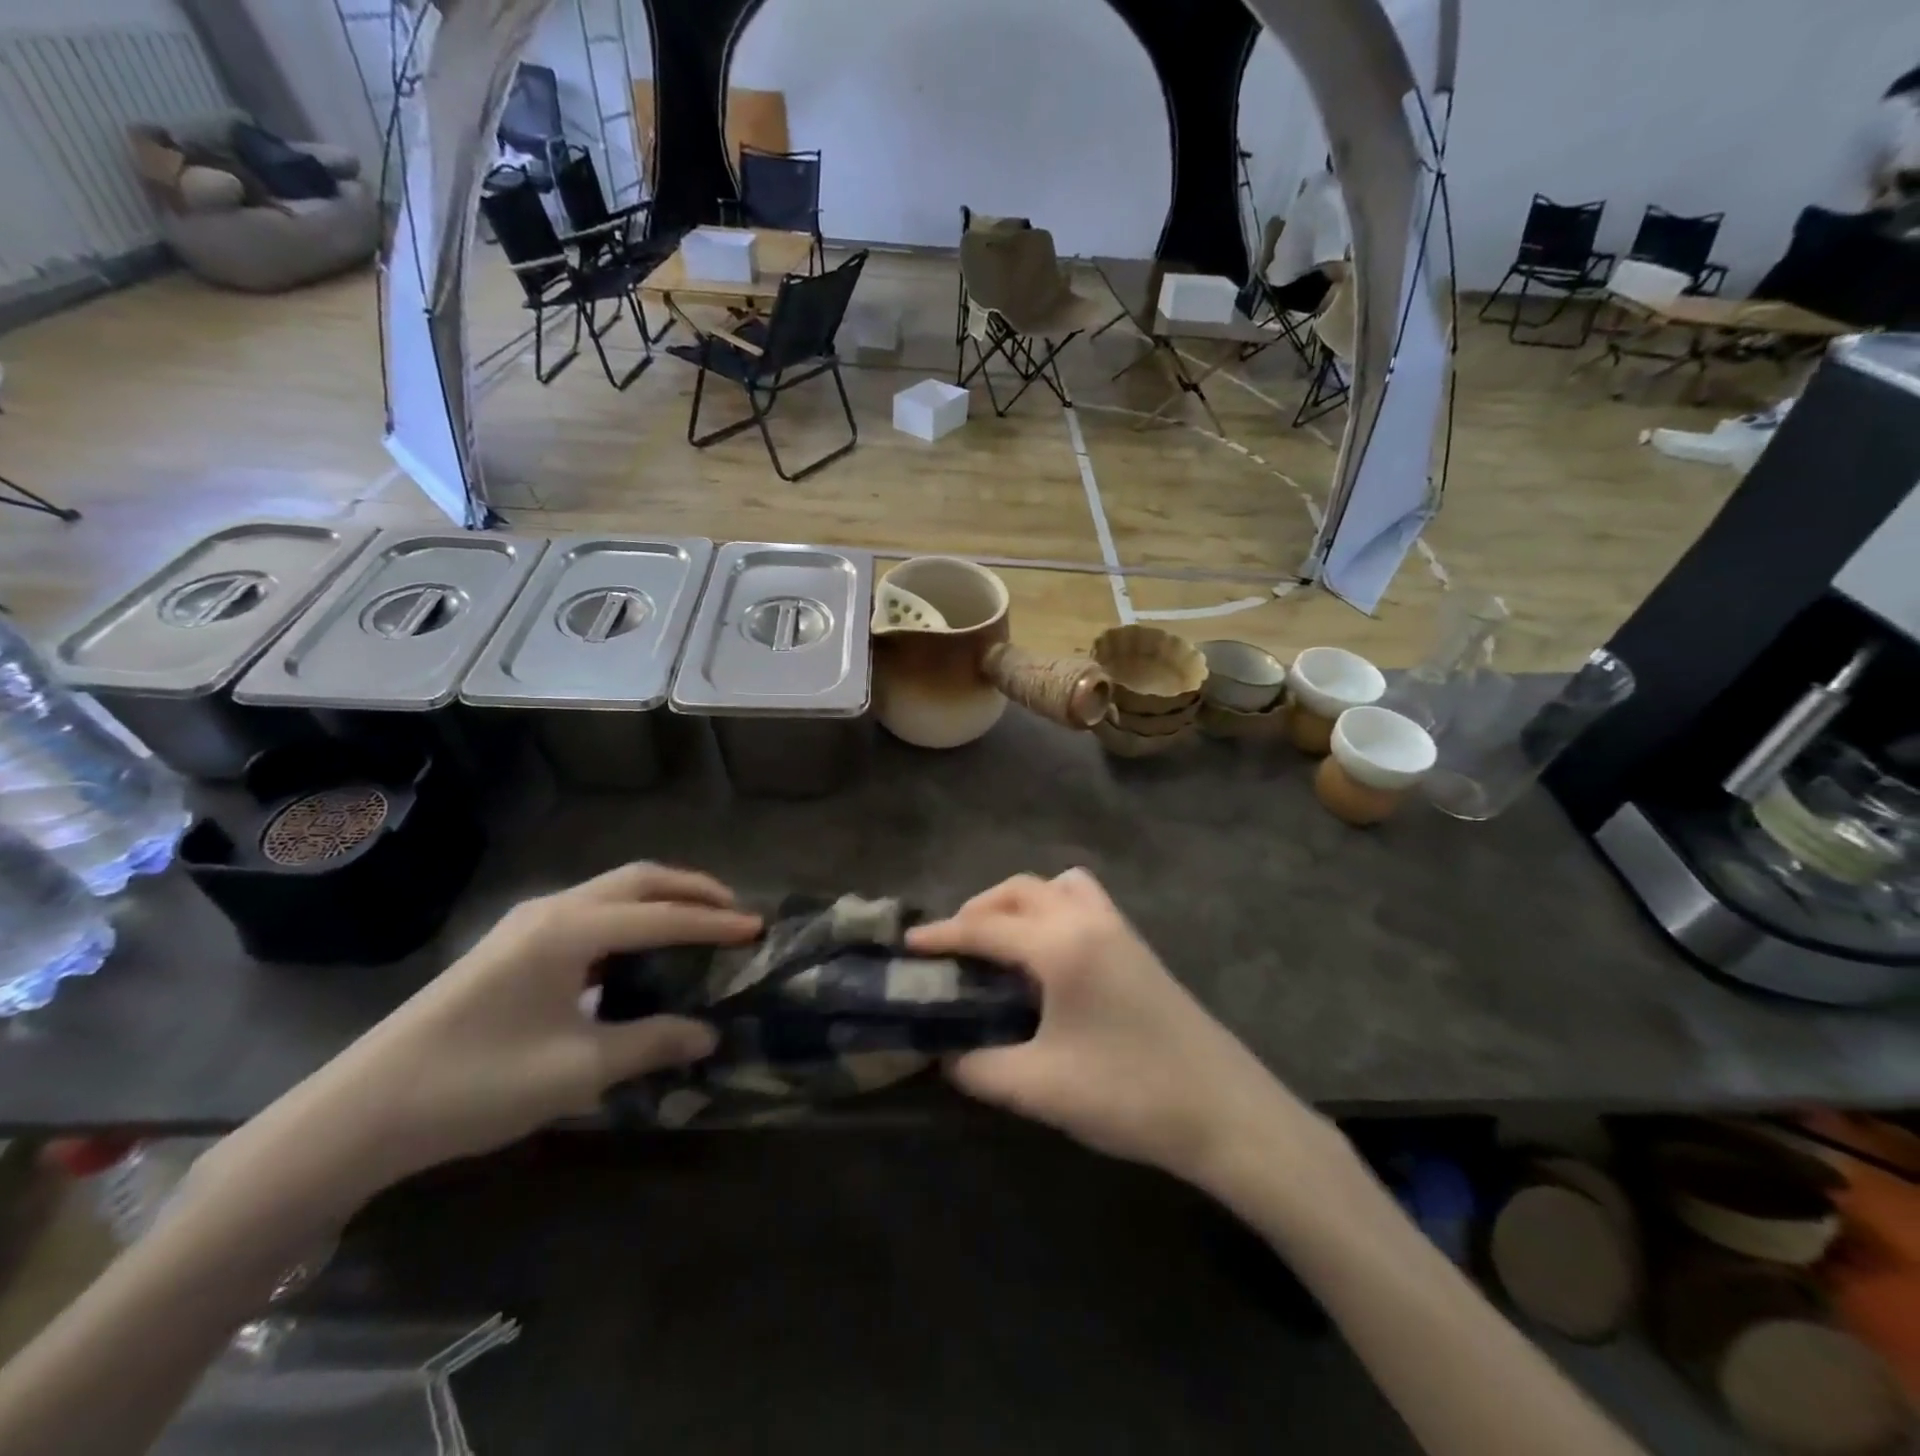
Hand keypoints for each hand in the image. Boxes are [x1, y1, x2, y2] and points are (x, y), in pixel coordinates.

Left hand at [208, 865, 760, 1217]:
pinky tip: (637, 950)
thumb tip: (708, 1034)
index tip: (758, 928)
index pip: (662, 917)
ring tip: (698, 922)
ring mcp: (526, 924)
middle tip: (734, 910)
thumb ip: (651, 1043)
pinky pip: (588, 913)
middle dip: (692, 889)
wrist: (361, 1113)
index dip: (715, 924)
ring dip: (659, 899)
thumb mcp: (578, 1070)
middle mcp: (552, 910)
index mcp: (571, 930)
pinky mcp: (510, 945)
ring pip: (611, 891)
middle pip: (638, 880)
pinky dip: (628, 917)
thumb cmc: (477, 1084)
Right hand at [908, 869, 1326, 1191]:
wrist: (1225, 1112)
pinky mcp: (1138, 948)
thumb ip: (980, 1069)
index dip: (942, 935)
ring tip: (1001, 942)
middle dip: (979, 909)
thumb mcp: (1040, 1088)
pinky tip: (1049, 957)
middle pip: (1020, 891)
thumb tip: (946, 1057)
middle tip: (953, 946)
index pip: (986, 927)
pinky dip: (1055, 910)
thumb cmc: (1128, 1094)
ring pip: (1058, 887)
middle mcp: (1088, 922)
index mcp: (1061, 946)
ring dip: (1021, 902)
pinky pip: (1086, 902)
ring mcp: (1119, 930)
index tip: (908, 944)